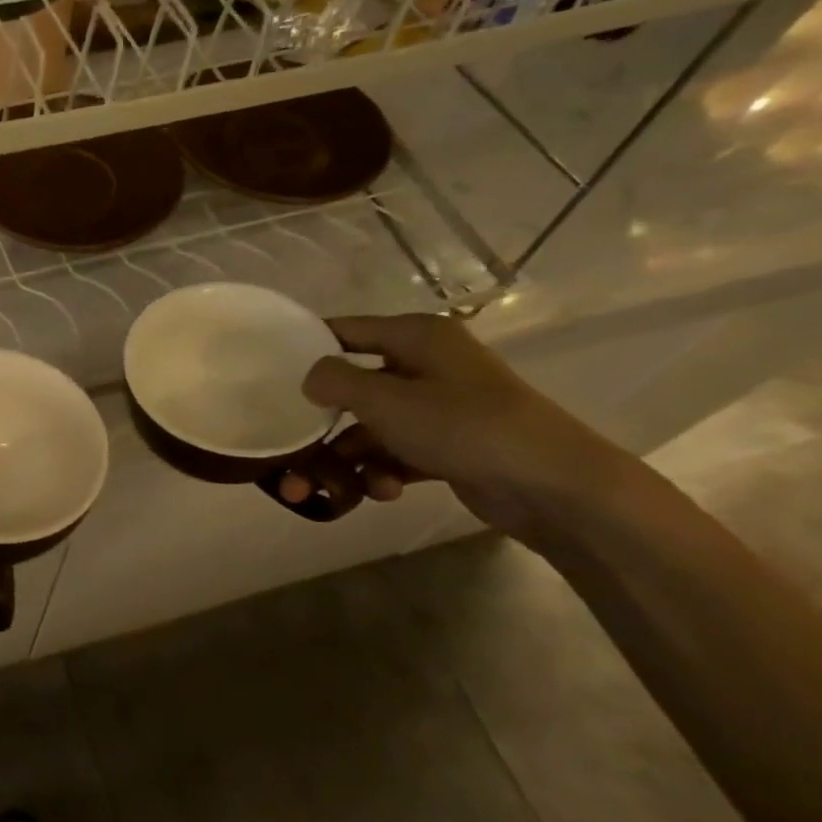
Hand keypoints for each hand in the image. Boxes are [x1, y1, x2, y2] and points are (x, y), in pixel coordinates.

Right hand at [282, 313, 630, 540]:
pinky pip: (397, 452)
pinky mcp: (448, 446)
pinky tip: (384, 492)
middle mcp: (426, 365)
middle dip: (322, 427)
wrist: (553, 486)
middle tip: (289, 455)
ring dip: (349, 459)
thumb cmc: (464, 426)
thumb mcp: (385, 399)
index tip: (268, 372)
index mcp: (416, 337)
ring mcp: (439, 408)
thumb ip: (335, 381)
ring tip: (330, 490)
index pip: (345, 330)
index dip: (307, 347)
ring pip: (371, 428)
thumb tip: (310, 378)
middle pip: (353, 389)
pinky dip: (383, 471)